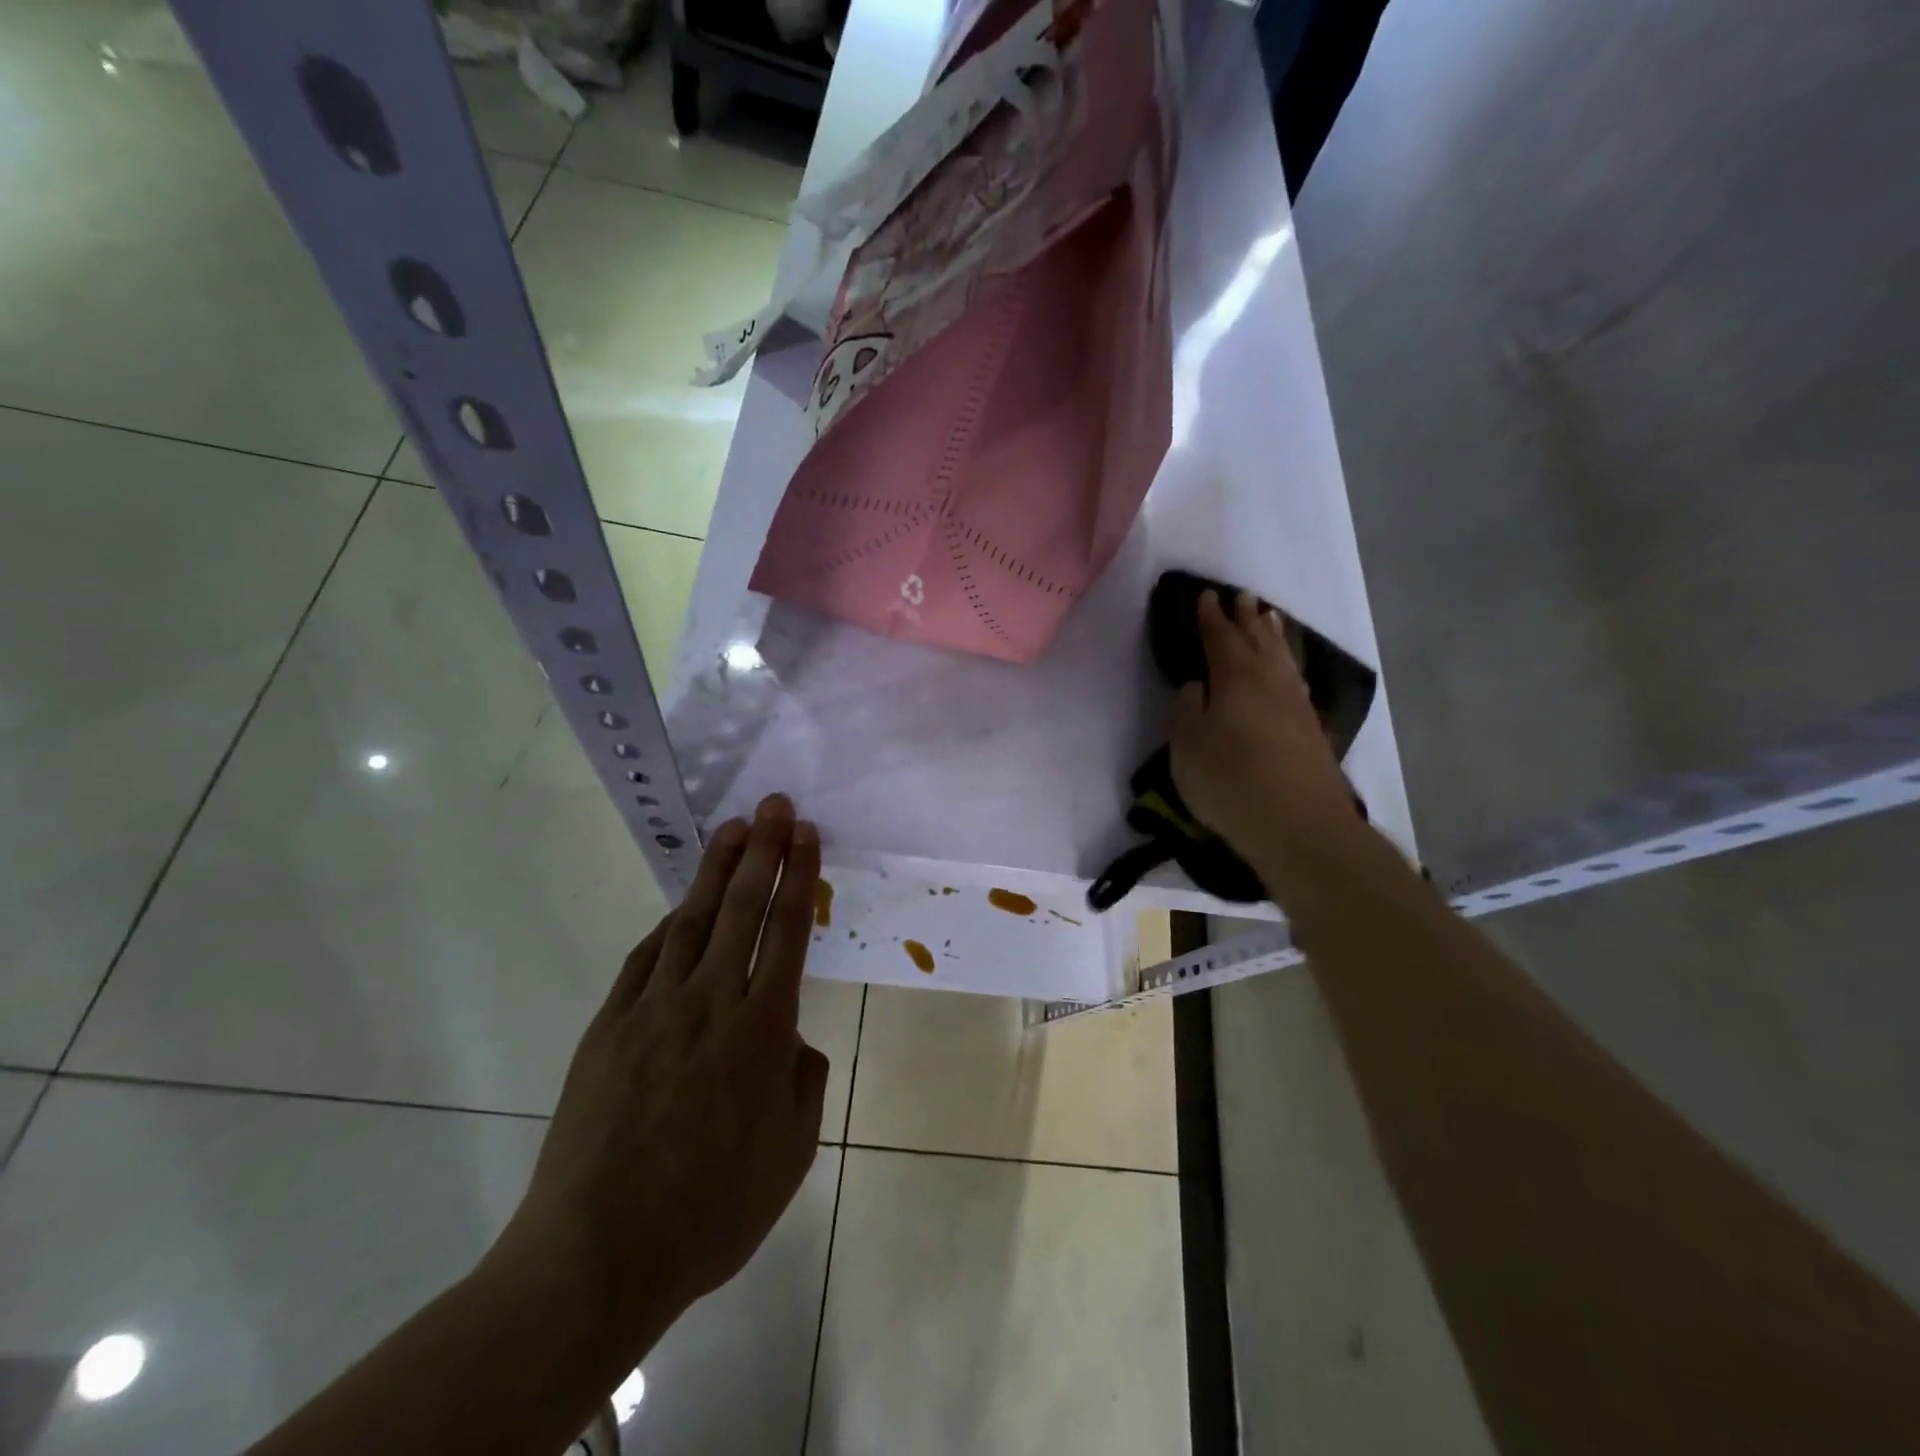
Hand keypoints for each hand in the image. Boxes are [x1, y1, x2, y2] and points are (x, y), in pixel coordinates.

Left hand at [496, 794, 827, 1361]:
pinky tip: (679, 910)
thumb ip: (801, 1083)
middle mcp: (711, 1002)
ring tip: (733, 830)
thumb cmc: (710, 1212)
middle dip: (764, 849)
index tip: (807, 833)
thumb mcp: (790, 1155)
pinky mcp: (608, 1026)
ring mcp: (653, 1009)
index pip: (788, 929)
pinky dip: (668, 926)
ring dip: (715, 870)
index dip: (800, 874)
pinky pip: (645, 959)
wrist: (595, 1256)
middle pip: (742, 907)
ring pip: (691, 920)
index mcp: (763, 1030)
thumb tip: (791, 1040)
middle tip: (775, 803)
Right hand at [1169, 591, 1360, 867]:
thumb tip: (1197, 685)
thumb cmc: (1230, 782)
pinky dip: (1290, 665)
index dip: (1210, 617)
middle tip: (1242, 597)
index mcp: (1235, 679)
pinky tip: (1290, 671)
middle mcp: (1270, 682)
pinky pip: (1297, 680)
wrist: (1299, 825)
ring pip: (1283, 658)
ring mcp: (1297, 706)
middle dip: (1246, 618)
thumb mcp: (1187, 746)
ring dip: (1273, 636)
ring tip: (1269, 618)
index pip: (1220, 638)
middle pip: (1258, 641)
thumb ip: (1187, 709)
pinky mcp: (1313, 730)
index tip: (1205, 596)